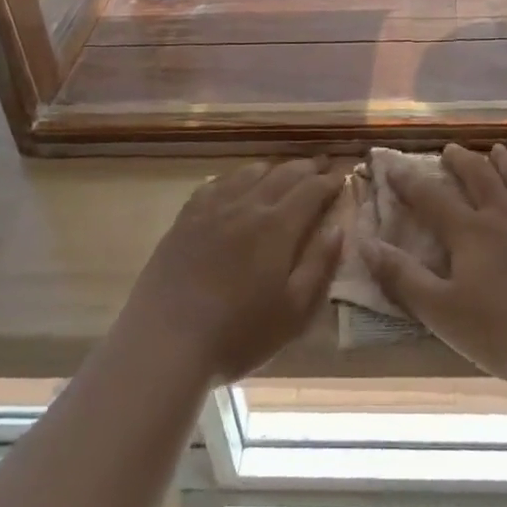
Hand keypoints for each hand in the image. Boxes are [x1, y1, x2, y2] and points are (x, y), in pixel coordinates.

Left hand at [120, 158, 345, 384]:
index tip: (341, 178)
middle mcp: (248, 205)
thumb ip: (319, 265)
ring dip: (274, 168)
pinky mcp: (187, 217)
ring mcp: (214, 207)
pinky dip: (237, 177)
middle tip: (321, 166)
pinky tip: (237, 184)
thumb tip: (338, 227)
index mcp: (278, 226)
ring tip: (284, 172)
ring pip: (250, 172)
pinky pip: (217, 183)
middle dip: (307, 168)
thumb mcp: (293, 311)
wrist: (166, 340)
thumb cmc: (238, 333)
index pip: (311, 190)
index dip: (329, 182)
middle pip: (283, 174)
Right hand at [363, 147, 506, 385]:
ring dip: (505, 162)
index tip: (392, 165)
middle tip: (451, 149)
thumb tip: (365, 243)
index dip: (409, 181)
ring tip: (496, 151)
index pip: (430, 199)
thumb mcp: (443, 312)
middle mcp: (504, 213)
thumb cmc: (506, 332)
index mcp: (470, 233)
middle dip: (460, 161)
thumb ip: (403, 277)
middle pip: (478, 176)